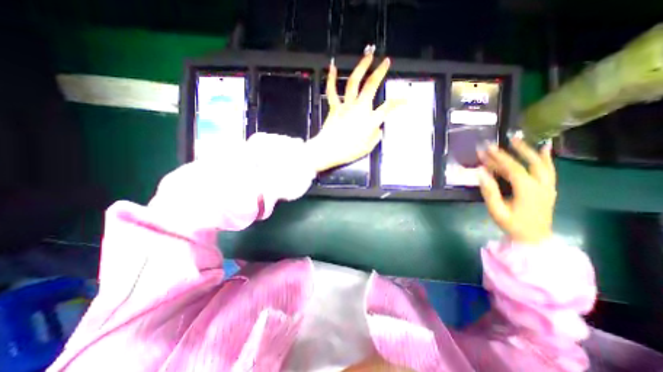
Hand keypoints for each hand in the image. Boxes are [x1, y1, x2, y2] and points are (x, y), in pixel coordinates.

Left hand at [304, 47, 398, 170]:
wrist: (328, 150)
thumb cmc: (349, 151)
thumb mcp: (367, 148)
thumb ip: (375, 137)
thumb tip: (378, 130)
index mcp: (370, 119)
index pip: (388, 107)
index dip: (399, 102)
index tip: (407, 98)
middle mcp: (359, 108)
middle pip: (371, 86)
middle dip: (380, 72)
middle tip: (385, 61)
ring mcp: (346, 106)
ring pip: (353, 83)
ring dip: (361, 68)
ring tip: (367, 57)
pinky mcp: (334, 107)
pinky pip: (332, 91)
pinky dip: (331, 79)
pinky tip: (332, 68)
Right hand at [480, 136, 554, 244]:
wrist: (534, 238)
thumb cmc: (512, 225)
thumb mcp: (496, 210)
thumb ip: (489, 191)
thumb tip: (480, 172)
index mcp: (527, 190)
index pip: (512, 168)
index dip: (499, 158)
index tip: (486, 149)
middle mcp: (541, 185)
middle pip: (529, 163)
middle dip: (515, 150)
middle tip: (503, 140)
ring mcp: (548, 187)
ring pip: (542, 164)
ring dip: (530, 150)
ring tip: (519, 140)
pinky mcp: (548, 189)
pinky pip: (549, 170)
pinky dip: (546, 158)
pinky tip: (544, 149)